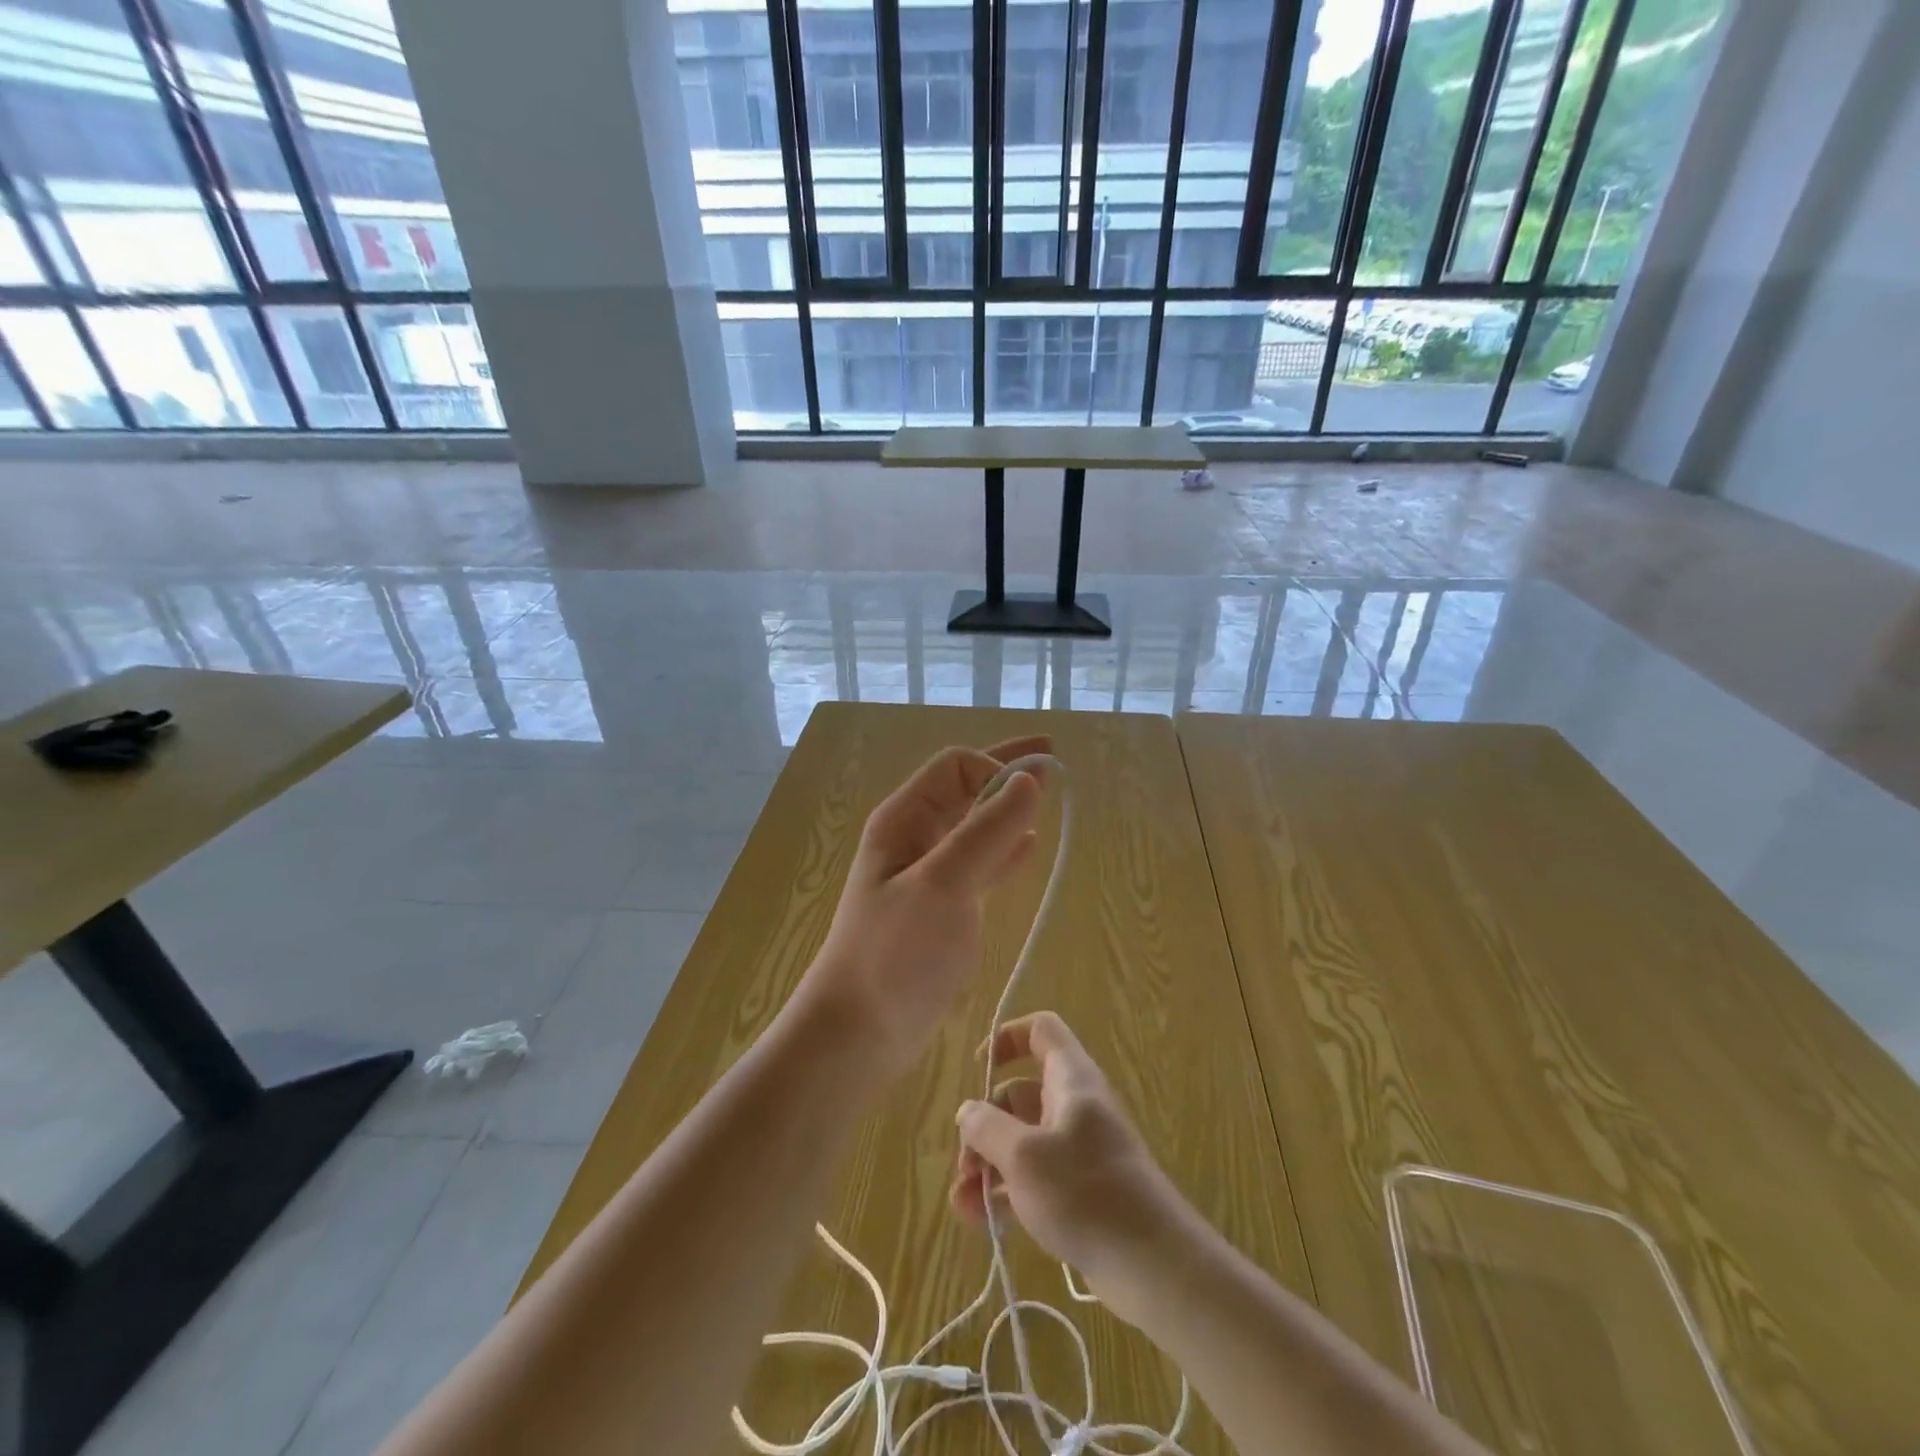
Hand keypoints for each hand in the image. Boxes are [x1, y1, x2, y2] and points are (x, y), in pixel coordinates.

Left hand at [801, 736, 1050, 1079]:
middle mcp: (915, 838)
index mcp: (903, 820)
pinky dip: (1005, 851)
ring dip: (1008, 810)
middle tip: (1051, 756)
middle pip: (966, 788)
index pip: (955, 767)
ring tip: (1048, 798)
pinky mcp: (943, 908)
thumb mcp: (942, 885)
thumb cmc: (895, 952)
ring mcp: (929, 874)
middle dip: (1006, 772)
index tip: (1033, 792)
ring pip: (975, 826)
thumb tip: (1028, 781)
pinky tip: (1030, 847)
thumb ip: (986, 832)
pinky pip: (980, 864)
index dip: (996, 768)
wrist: (860, 1031)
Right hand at [951, 1012, 1192, 1325]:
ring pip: (1021, 1140)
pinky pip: (1033, 1177)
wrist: (1153, 1265)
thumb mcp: (1024, 1156)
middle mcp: (1074, 1105)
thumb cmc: (1086, 1192)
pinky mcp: (1079, 1190)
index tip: (979, 1067)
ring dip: (988, 1164)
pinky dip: (1006, 1191)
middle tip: (965, 1164)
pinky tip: (980, 1221)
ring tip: (964, 1202)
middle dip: (984, 1124)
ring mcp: (1077, 1149)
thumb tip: (968, 1110)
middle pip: (1019, 1093)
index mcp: (1070, 1079)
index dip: (1007, 1037)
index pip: (1041, 1030)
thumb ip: (987, 1127)